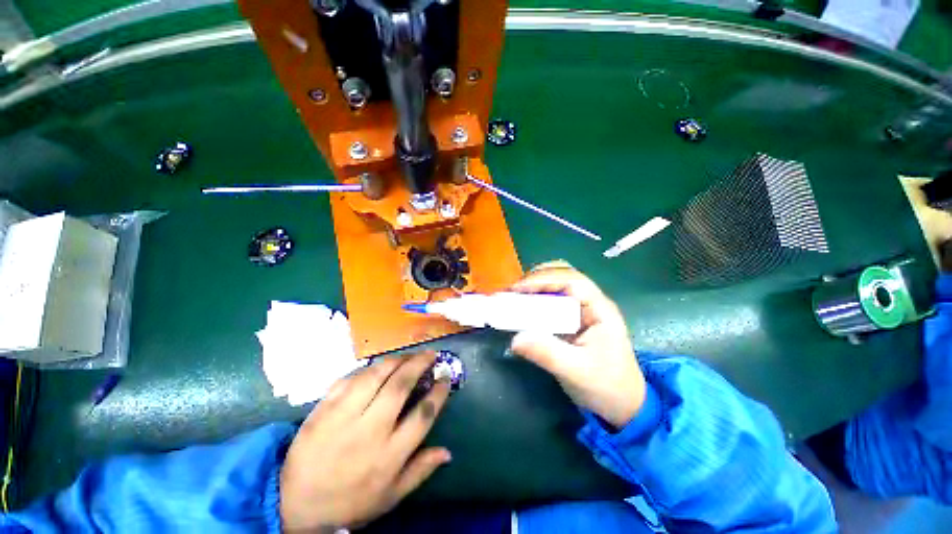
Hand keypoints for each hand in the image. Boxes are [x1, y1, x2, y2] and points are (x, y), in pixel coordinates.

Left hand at [279, 352, 451, 531]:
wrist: (295, 506)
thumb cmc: (350, 502)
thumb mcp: (390, 496)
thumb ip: (420, 471)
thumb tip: (448, 452)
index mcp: (389, 455)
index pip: (423, 415)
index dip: (438, 392)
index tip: (445, 377)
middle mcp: (369, 432)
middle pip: (400, 387)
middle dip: (419, 364)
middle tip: (430, 354)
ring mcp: (343, 418)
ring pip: (374, 376)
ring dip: (396, 360)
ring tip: (408, 355)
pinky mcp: (322, 410)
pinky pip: (348, 379)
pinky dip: (367, 368)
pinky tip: (377, 366)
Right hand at [509, 261, 645, 428]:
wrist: (622, 405)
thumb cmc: (607, 387)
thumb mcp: (577, 372)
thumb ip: (547, 354)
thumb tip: (515, 339)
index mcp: (599, 308)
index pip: (571, 280)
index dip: (543, 279)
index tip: (517, 289)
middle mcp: (589, 302)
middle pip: (562, 275)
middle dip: (535, 279)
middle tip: (511, 293)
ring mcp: (580, 310)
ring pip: (554, 286)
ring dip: (532, 288)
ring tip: (511, 298)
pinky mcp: (570, 319)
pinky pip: (549, 302)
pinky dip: (533, 302)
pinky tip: (520, 309)